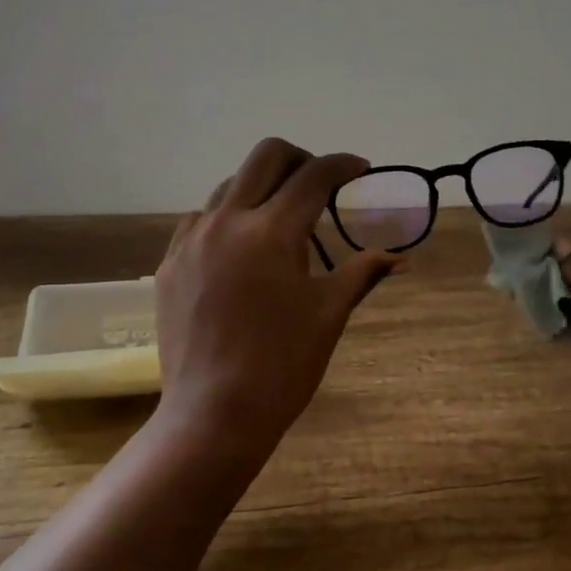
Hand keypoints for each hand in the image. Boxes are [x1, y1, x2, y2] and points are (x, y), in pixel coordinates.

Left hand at [158, 137, 399, 443]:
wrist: (214, 413)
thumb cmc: (283, 364)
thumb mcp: (329, 314)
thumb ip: (362, 273)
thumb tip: (399, 259)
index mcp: (272, 232)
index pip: (314, 176)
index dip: (343, 165)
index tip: (360, 170)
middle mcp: (227, 221)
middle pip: (265, 157)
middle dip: (299, 159)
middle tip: (320, 185)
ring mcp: (191, 240)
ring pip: (229, 186)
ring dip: (261, 190)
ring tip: (280, 223)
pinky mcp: (170, 263)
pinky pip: (199, 220)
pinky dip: (227, 219)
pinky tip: (240, 250)